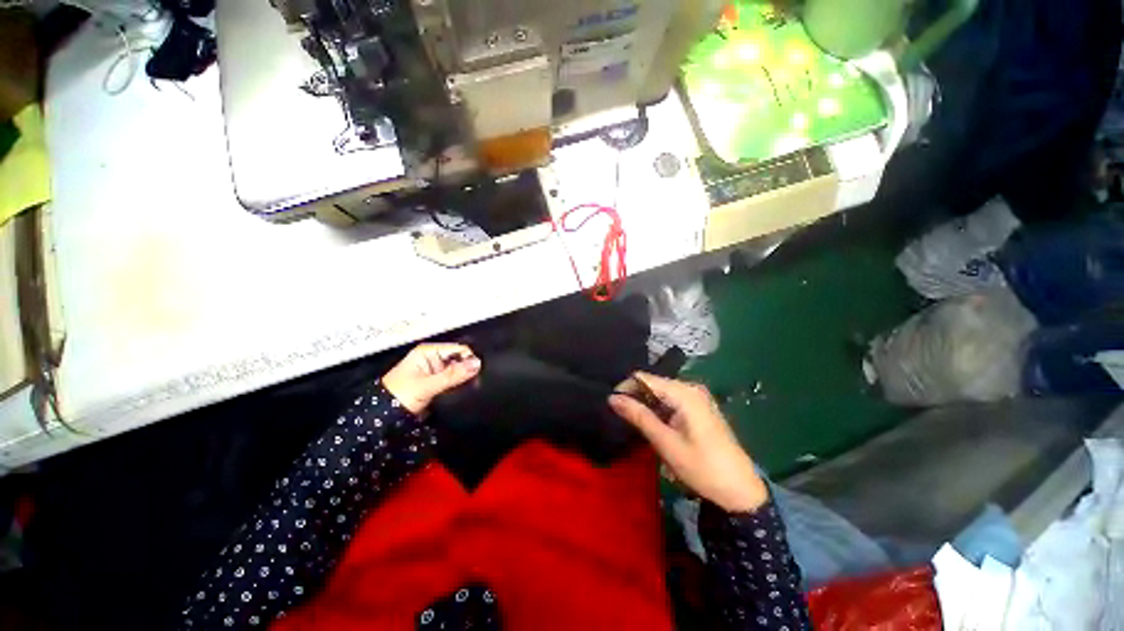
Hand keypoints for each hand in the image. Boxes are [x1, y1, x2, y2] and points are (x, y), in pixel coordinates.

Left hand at [381, 344, 480, 414]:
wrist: (381, 419)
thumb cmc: (399, 396)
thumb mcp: (427, 385)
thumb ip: (453, 375)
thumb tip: (477, 364)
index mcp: (429, 352)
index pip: (458, 349)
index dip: (469, 359)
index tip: (479, 373)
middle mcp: (433, 358)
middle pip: (459, 359)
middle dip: (468, 369)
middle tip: (478, 382)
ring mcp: (434, 371)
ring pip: (457, 371)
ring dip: (464, 378)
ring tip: (473, 387)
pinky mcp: (436, 383)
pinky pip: (453, 381)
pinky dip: (459, 385)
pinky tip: (465, 391)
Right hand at [609, 373, 768, 512]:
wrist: (741, 491)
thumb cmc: (702, 468)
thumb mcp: (666, 442)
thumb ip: (639, 416)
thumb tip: (612, 398)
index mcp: (684, 392)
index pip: (644, 378)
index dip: (625, 387)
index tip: (611, 404)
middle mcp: (690, 388)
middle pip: (652, 383)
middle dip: (635, 397)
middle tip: (621, 416)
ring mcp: (697, 397)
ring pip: (660, 393)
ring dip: (646, 405)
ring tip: (634, 422)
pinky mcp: (699, 408)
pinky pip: (671, 401)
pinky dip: (658, 410)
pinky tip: (653, 425)